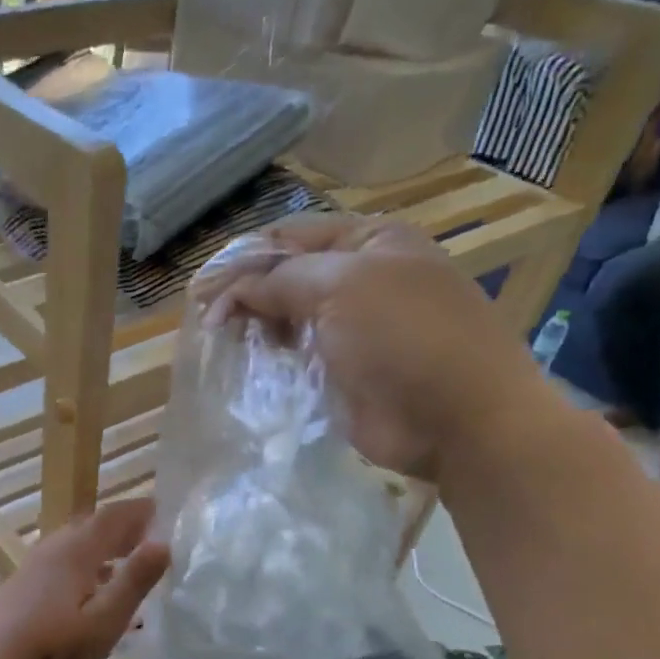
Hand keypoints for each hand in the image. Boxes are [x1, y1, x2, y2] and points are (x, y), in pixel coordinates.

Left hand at [0, 500, 168, 658]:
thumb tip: (164, 542)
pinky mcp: (23, 585)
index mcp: (75, 550)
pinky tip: (92, 587)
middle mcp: (53, 549)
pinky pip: (62, 560)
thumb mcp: (105, 620)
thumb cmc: (55, 649)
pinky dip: (86, 562)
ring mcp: (34, 566)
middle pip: (92, 526)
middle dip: (123, 528)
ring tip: (128, 559)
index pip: (112, 516)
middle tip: (152, 537)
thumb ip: (134, 581)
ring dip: (104, 545)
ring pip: (75, 543)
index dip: (139, 511)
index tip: (165, 511)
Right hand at [199, 212, 550, 481]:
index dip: (244, 259)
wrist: (457, 420)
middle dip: (244, 294)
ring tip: (219, 343)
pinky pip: (292, 360)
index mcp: (369, 243)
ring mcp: (349, 331)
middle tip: (206, 321)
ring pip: (285, 320)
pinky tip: (242, 367)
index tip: (202, 289)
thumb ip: (281, 279)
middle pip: (285, 278)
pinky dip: (267, 361)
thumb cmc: (405, 337)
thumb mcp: (343, 286)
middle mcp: (359, 281)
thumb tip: (230, 293)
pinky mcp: (339, 374)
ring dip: (253, 329)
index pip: (290, 238)